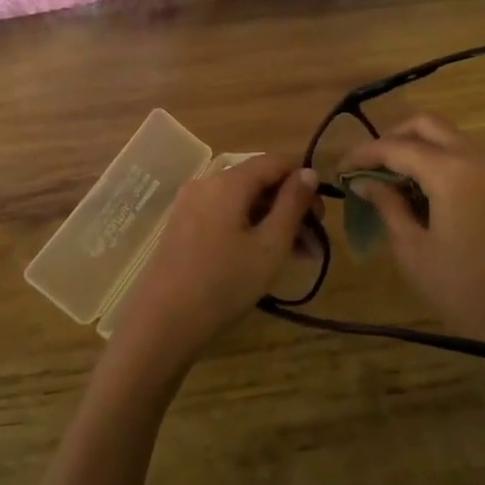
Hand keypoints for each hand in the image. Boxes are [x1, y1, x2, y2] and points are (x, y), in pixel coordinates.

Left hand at [109, 153, 318, 378]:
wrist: (162, 322)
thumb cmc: (224, 283)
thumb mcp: (270, 246)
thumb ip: (293, 205)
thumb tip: (308, 172)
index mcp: (228, 181)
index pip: (275, 162)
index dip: (304, 181)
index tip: (322, 215)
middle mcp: (206, 183)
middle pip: (258, 182)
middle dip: (290, 208)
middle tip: (313, 244)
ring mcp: (190, 204)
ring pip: (242, 202)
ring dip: (272, 222)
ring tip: (296, 257)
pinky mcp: (181, 226)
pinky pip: (224, 215)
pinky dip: (248, 228)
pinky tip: (263, 257)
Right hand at [338, 115, 484, 375]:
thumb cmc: (462, 288)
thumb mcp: (413, 249)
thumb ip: (387, 205)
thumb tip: (363, 181)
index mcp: (451, 171)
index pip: (396, 146)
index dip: (363, 154)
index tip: (339, 170)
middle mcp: (476, 157)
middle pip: (426, 125)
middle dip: (392, 138)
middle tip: (367, 167)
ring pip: (448, 137)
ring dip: (416, 148)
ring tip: (388, 180)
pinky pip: (464, 155)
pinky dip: (437, 160)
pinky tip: (418, 190)